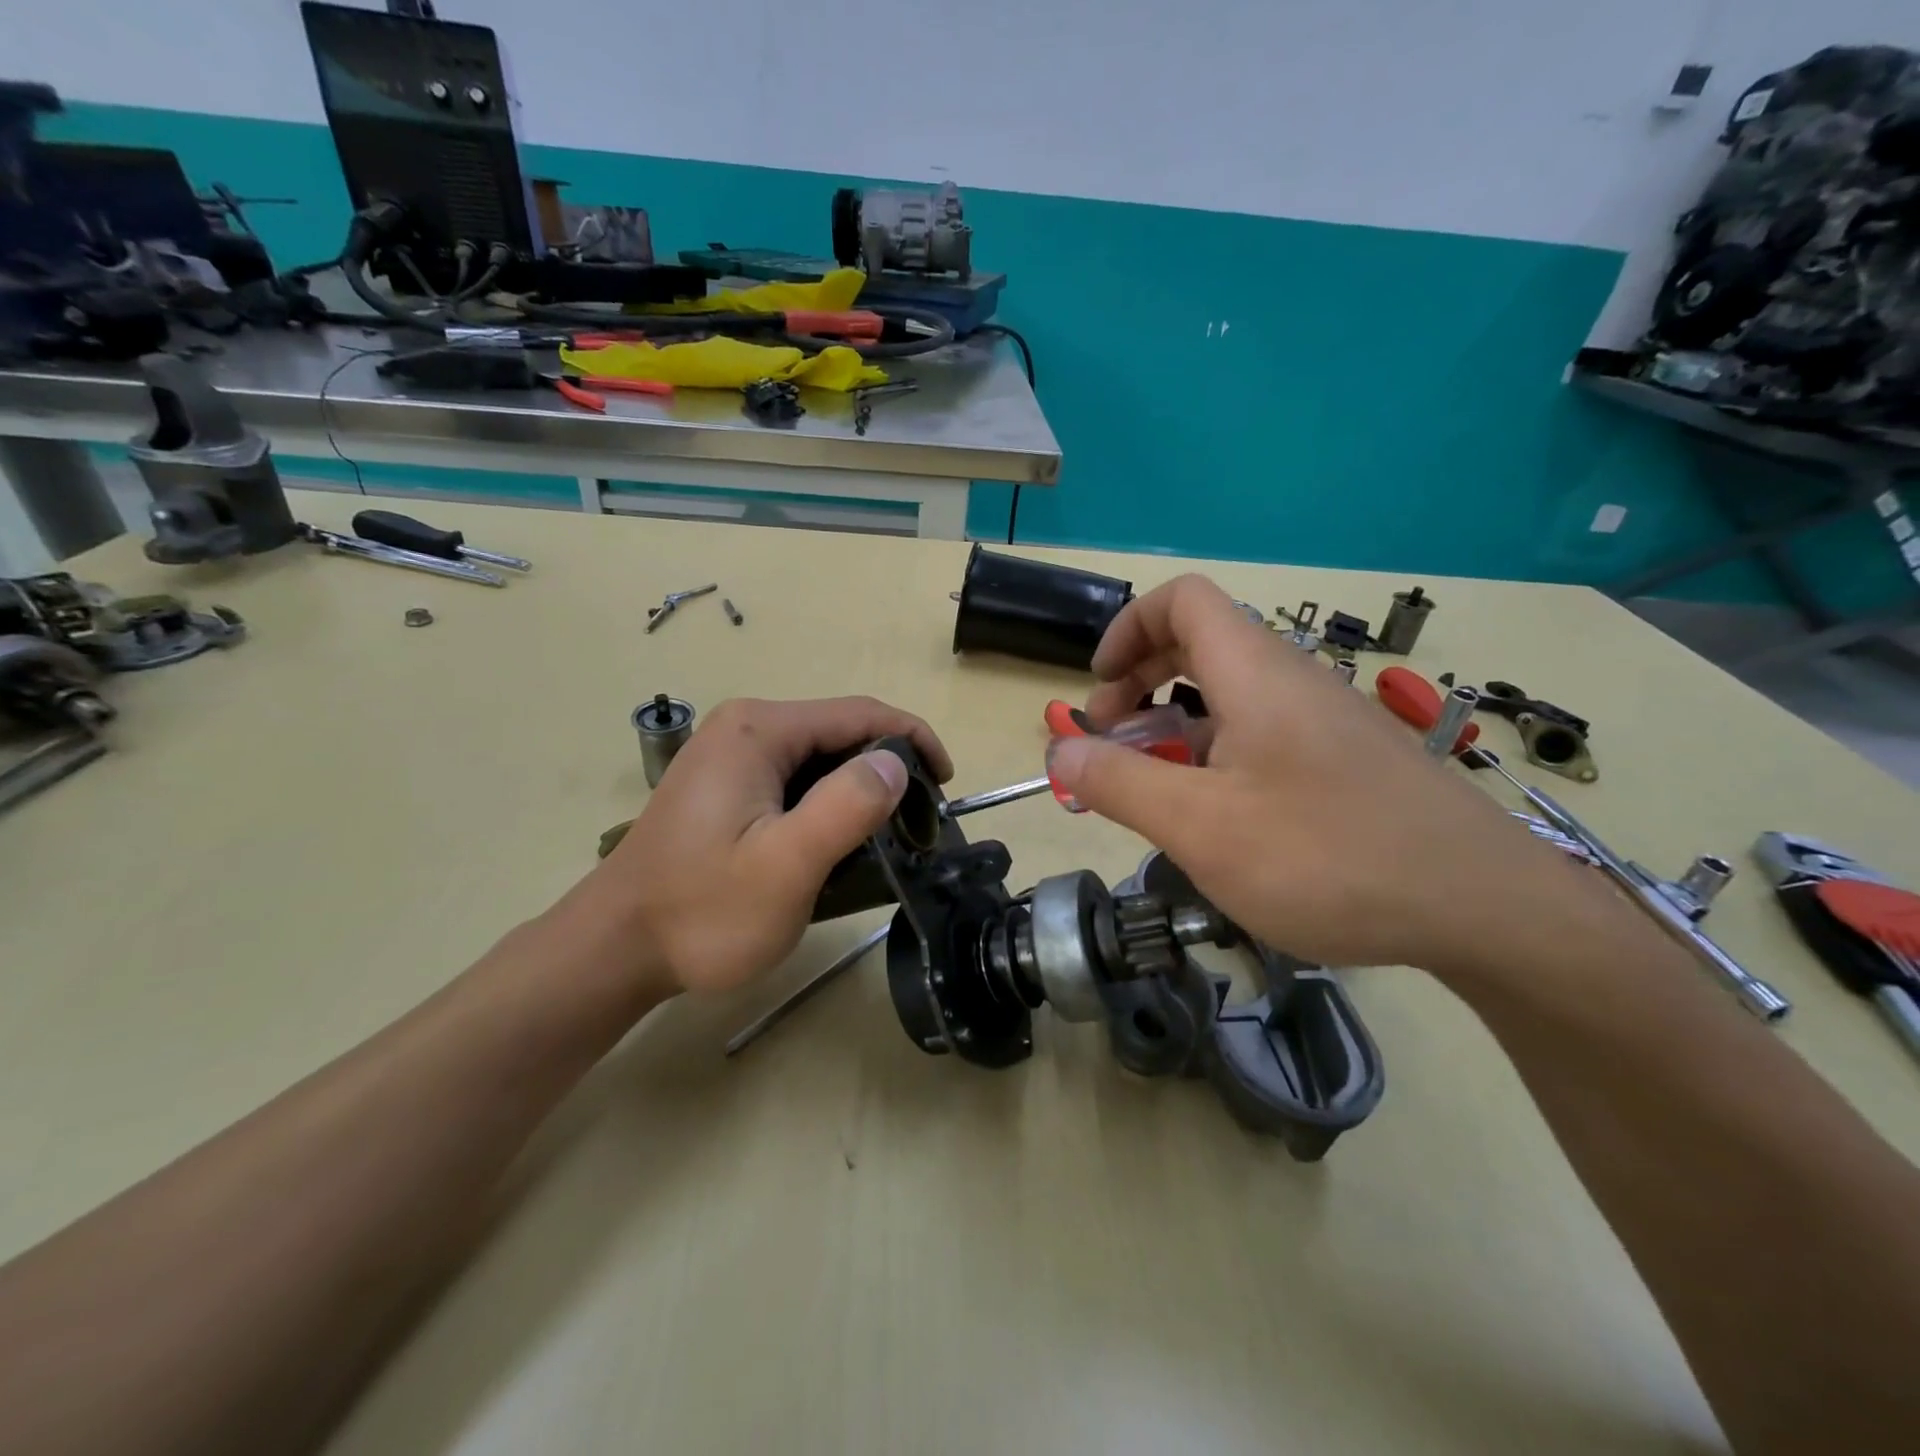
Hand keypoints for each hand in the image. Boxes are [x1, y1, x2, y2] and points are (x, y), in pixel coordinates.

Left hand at [587, 697, 950, 997]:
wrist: (615, 949)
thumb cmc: (702, 911)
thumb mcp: (785, 866)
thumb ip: (845, 807)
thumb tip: (896, 762)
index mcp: (759, 731)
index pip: (860, 714)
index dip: (913, 740)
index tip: (947, 783)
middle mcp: (744, 728)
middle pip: (840, 732)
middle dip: (888, 770)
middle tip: (917, 825)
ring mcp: (731, 755)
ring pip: (820, 758)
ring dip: (859, 790)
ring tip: (886, 839)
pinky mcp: (726, 785)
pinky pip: (795, 779)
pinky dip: (828, 803)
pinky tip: (837, 842)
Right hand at [1044, 575, 1586, 973]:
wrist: (1486, 908)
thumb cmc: (1329, 857)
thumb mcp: (1202, 827)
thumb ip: (1119, 784)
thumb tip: (1060, 750)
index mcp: (1254, 674)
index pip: (1182, 600)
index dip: (1127, 629)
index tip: (1098, 689)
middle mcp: (1291, 681)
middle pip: (1200, 643)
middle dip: (1139, 682)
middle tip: (1113, 743)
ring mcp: (1324, 721)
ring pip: (1230, 696)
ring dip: (1176, 728)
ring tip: (1155, 791)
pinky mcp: (1346, 761)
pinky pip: (1263, 733)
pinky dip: (1218, 755)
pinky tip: (1219, 819)